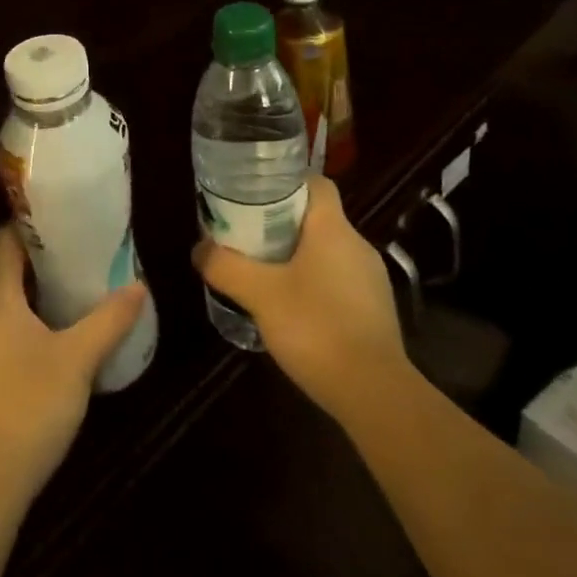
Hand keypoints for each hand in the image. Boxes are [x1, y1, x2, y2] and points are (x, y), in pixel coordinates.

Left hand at [0, 225, 148, 506]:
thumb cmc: (27, 406)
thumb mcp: (78, 360)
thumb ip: (109, 320)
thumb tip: (138, 286)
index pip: (2, 240)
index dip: (30, 225)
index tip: (65, 221)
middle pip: (3, 270)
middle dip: (40, 260)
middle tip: (81, 256)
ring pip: (2, 304)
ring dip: (34, 295)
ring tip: (74, 293)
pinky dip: (25, 324)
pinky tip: (54, 342)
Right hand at [192, 175, 408, 423]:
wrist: (374, 393)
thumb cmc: (316, 327)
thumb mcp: (260, 294)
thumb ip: (226, 267)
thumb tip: (199, 249)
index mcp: (333, 228)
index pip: (316, 184)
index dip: (287, 183)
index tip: (257, 196)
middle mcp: (358, 245)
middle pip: (318, 218)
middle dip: (284, 224)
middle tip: (250, 238)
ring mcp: (372, 280)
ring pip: (329, 253)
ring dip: (300, 258)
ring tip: (267, 276)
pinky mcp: (376, 311)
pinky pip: (341, 283)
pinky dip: (317, 287)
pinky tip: (295, 312)